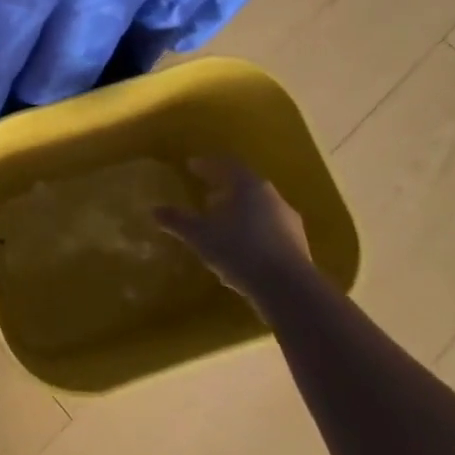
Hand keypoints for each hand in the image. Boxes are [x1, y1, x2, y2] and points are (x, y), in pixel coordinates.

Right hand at [157, 158, 311, 292]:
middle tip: (206, 198)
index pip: (226, 165)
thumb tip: (155, 210)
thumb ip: (178, 221)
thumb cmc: (240, 251)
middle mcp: (272, 197)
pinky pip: (270, 229)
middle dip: (224, 190)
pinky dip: (253, 232)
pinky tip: (242, 251)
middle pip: (245, 186)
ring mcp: (289, 221)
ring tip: (223, 227)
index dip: (207, 165)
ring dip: (240, 213)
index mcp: (248, 186)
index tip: (191, 166)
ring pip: (259, 208)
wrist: (289, 289)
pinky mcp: (299, 245)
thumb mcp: (201, 236)